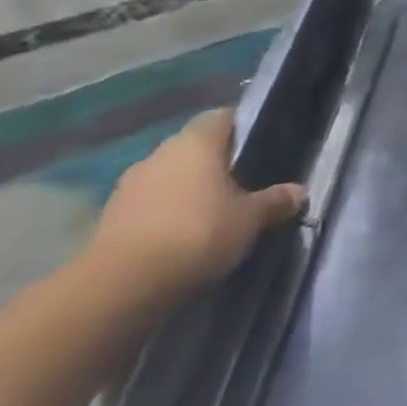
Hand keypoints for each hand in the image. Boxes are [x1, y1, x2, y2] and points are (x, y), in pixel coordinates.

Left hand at [81, 109, 305, 300]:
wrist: (120, 289)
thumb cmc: (198, 233)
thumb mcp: (253, 218)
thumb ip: (276, 201)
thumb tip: (297, 192)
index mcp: (195, 142)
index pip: (222, 117)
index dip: (243, 127)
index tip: (261, 146)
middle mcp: (159, 155)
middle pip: (194, 147)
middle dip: (216, 162)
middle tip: (244, 183)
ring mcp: (128, 187)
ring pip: (169, 177)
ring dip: (188, 190)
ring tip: (214, 213)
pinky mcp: (109, 220)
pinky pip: (149, 205)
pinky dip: (166, 214)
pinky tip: (184, 236)